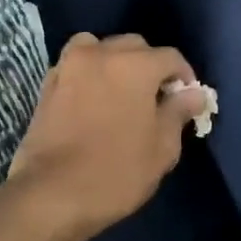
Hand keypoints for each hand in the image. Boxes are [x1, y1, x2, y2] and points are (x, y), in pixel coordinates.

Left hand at [6, 33, 211, 240]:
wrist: (51, 194)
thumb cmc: (116, 172)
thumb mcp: (162, 149)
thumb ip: (178, 113)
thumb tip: (192, 94)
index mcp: (135, 65)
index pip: (170, 57)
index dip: (184, 77)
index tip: (187, 101)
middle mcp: (100, 54)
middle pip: (133, 47)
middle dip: (149, 66)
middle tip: (156, 99)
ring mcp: (68, 66)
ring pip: (99, 48)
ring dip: (115, 62)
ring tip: (122, 93)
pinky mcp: (47, 85)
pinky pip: (75, 66)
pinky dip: (88, 74)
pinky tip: (93, 100)